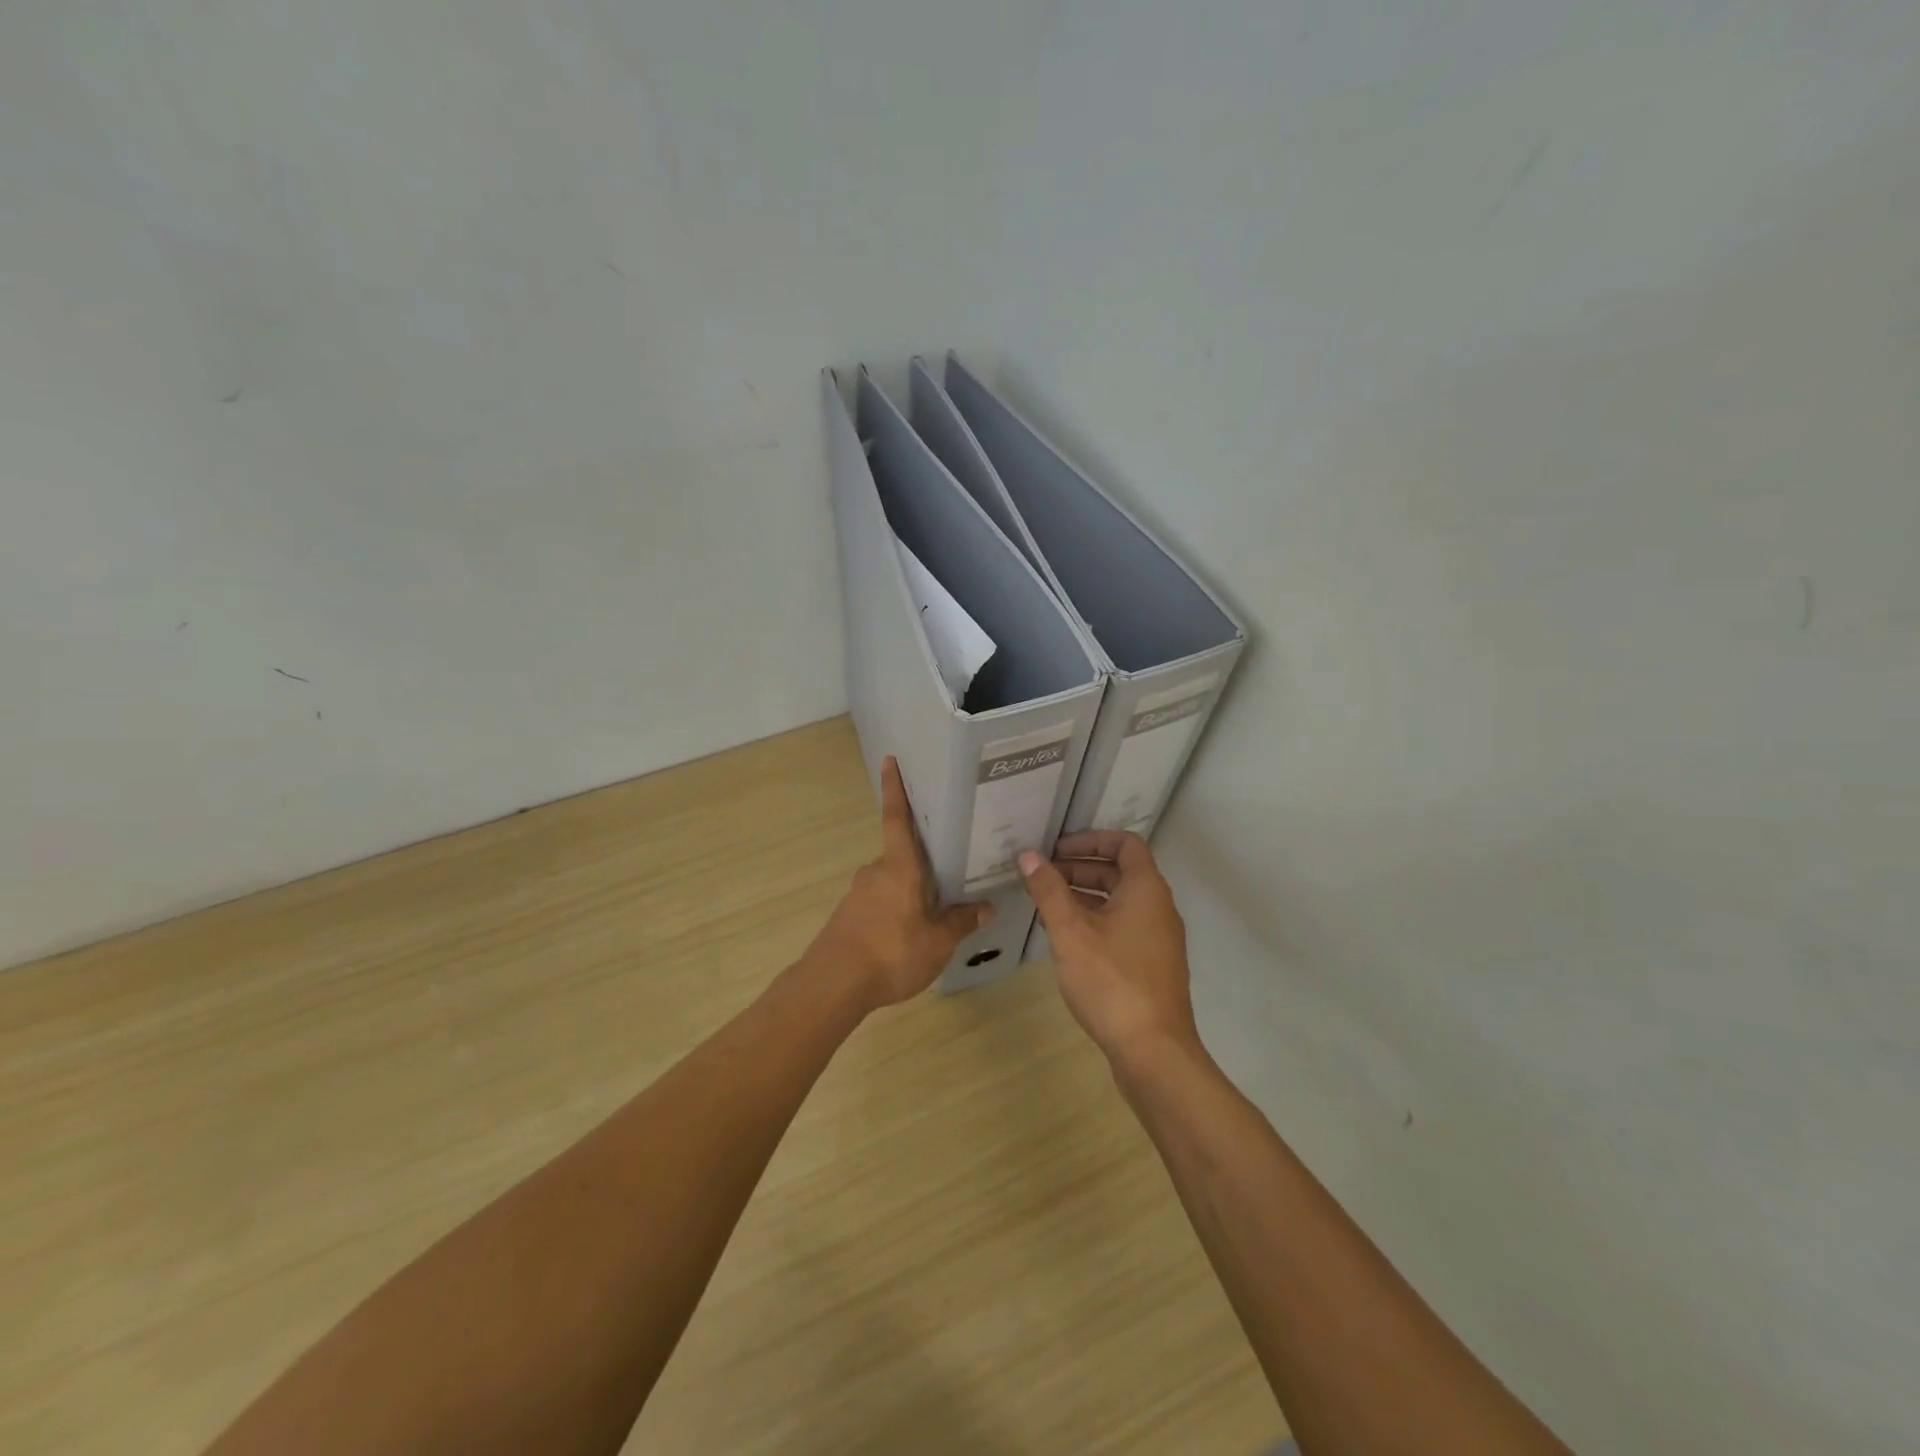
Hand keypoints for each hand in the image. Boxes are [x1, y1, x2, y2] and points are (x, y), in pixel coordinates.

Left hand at [809, 757, 992, 1009]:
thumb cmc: (891, 952)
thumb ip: (962, 922)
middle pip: (902, 854)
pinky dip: (896, 910)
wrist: (833, 985)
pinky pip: (881, 902)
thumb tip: (987, 907)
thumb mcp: (938, 941)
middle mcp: (876, 871)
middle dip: (923, 859)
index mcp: (899, 866)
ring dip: (911, 890)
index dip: (895, 788)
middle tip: (950, 865)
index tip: (889, 760)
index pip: (897, 817)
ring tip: (937, 910)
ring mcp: (858, 893)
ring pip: (893, 882)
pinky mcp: (849, 916)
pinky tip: (908, 935)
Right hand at [1018, 831, 1199, 1066]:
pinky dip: (1096, 921)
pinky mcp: (1153, 966)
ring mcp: (1159, 939)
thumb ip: (1048, 890)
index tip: (1057, 849)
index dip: (1091, 840)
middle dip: (1081, 869)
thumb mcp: (1070, 932)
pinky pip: (1124, 927)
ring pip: (1121, 902)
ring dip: (1086, 896)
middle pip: (1121, 872)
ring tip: (1047, 906)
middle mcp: (1159, 908)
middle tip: (1044, 877)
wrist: (1154, 1051)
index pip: (1125, 844)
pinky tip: (1067, 941)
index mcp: (1146, 890)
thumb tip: (1028, 854)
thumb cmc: (1111, 981)